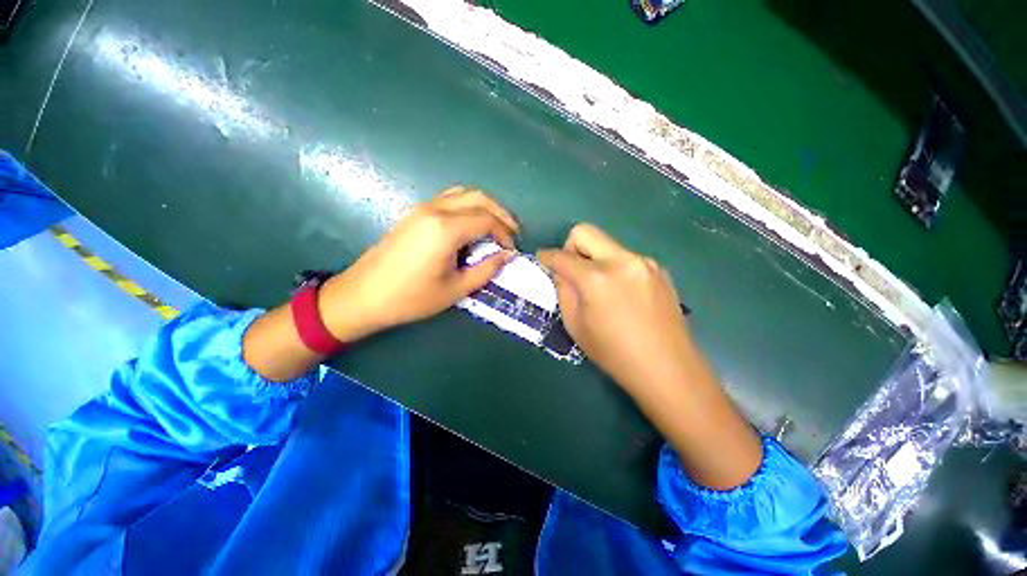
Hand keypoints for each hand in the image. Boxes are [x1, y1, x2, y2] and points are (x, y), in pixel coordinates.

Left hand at [319, 186, 518, 341]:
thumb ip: (486, 269)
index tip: (512, 250)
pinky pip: (450, 200)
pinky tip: (472, 227)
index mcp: (446, 229)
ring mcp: (422, 208)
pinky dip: (468, 207)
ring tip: (496, 228)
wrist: (363, 295)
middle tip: (512, 233)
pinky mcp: (415, 213)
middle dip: (501, 214)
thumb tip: (507, 255)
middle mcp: (435, 210)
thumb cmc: (411, 298)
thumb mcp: (456, 289)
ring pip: (464, 194)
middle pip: (479, 198)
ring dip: (485, 207)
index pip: (487, 220)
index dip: (505, 233)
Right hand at [537, 224, 691, 393]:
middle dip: (570, 246)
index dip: (546, 256)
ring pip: (607, 245)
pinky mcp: (659, 269)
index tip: (542, 259)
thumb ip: (563, 290)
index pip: (562, 256)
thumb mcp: (575, 325)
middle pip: (586, 231)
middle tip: (571, 271)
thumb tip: (561, 271)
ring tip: (600, 288)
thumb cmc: (614, 353)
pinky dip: (614, 268)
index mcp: (597, 278)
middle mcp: (621, 260)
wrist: (667, 368)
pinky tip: (622, 294)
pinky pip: (626, 258)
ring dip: (595, 259)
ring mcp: (644, 262)